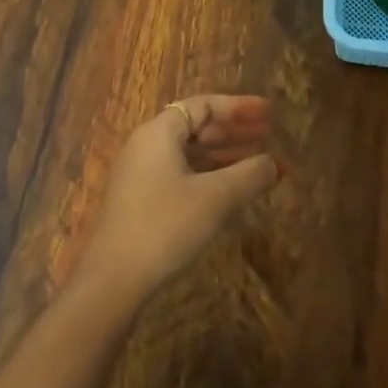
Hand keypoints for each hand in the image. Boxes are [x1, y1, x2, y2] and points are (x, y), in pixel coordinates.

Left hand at [79, 95, 279, 299]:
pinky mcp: (140, 202)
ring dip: (224, 155)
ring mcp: (140, 175)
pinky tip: (231, 192)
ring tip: (257, 163)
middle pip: (196, 127)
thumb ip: (249, 175)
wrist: (112, 281)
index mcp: (159, 133)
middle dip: (234, 131)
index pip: (203, 105)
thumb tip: (274, 163)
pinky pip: (181, 174)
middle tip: (268, 135)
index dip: (239, 107)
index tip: (269, 112)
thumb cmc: (165, 226)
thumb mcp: (215, 197)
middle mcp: (146, 146)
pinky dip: (209, 176)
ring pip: (189, 153)